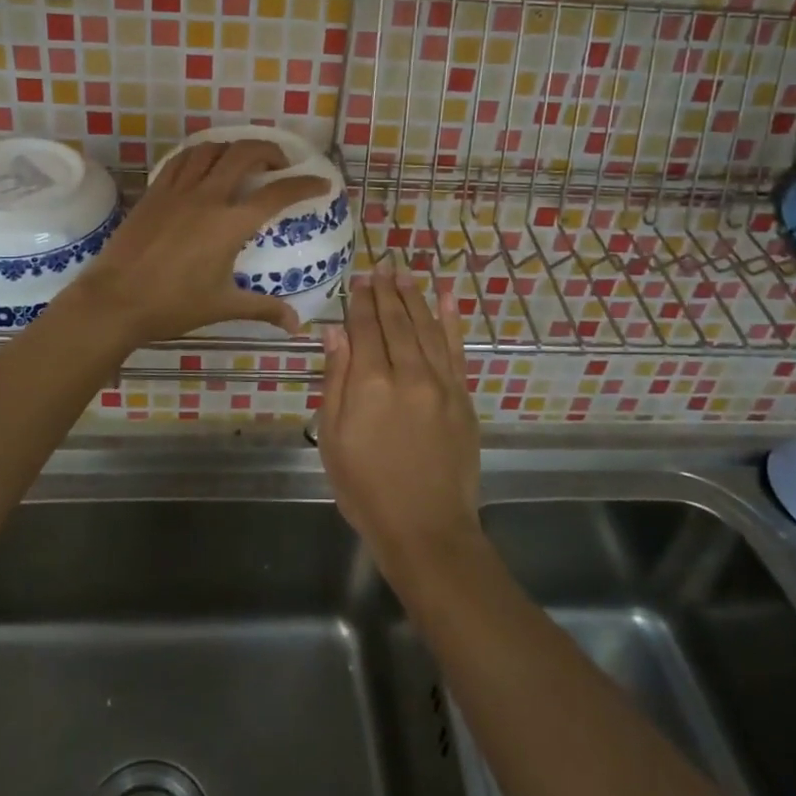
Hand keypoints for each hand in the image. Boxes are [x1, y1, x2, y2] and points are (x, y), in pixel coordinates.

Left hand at [63, 139, 331, 345]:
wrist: (115, 300)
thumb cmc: (173, 305)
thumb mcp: (223, 306)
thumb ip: (263, 309)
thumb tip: (295, 325)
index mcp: (230, 224)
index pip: (278, 194)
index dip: (305, 185)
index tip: (323, 184)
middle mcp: (208, 197)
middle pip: (245, 153)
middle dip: (270, 151)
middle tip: (279, 166)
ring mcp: (178, 190)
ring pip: (211, 149)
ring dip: (234, 148)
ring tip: (243, 162)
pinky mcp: (154, 192)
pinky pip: (182, 159)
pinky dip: (201, 155)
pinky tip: (204, 167)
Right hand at [317, 272, 480, 572]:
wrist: (426, 528)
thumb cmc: (366, 488)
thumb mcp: (333, 438)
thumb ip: (336, 380)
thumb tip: (335, 333)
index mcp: (370, 384)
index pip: (364, 329)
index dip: (359, 302)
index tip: (358, 279)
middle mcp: (408, 374)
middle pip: (396, 321)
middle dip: (386, 292)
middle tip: (382, 266)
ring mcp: (440, 384)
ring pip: (427, 328)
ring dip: (415, 297)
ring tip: (406, 274)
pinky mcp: (463, 397)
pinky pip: (456, 350)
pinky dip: (452, 321)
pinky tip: (447, 297)